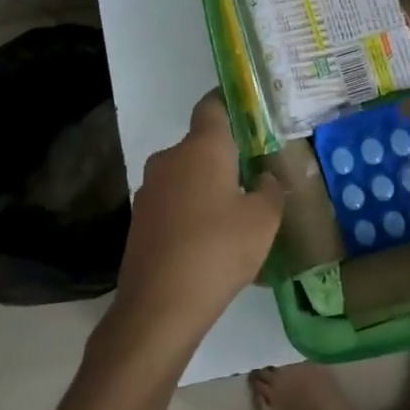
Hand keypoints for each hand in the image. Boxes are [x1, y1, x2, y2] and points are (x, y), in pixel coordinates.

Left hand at [105, 91, 284, 358]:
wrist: (159, 306)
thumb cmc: (219, 250)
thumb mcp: (264, 220)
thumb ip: (270, 190)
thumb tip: (263, 178)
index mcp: (202, 148)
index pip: (212, 105)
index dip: (230, 103)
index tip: (250, 114)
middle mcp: (170, 158)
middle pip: (200, 144)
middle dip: (225, 156)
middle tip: (254, 176)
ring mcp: (149, 189)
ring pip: (186, 175)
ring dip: (207, 186)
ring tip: (234, 214)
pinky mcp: (139, 219)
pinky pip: (173, 202)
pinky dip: (190, 210)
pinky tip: (208, 240)